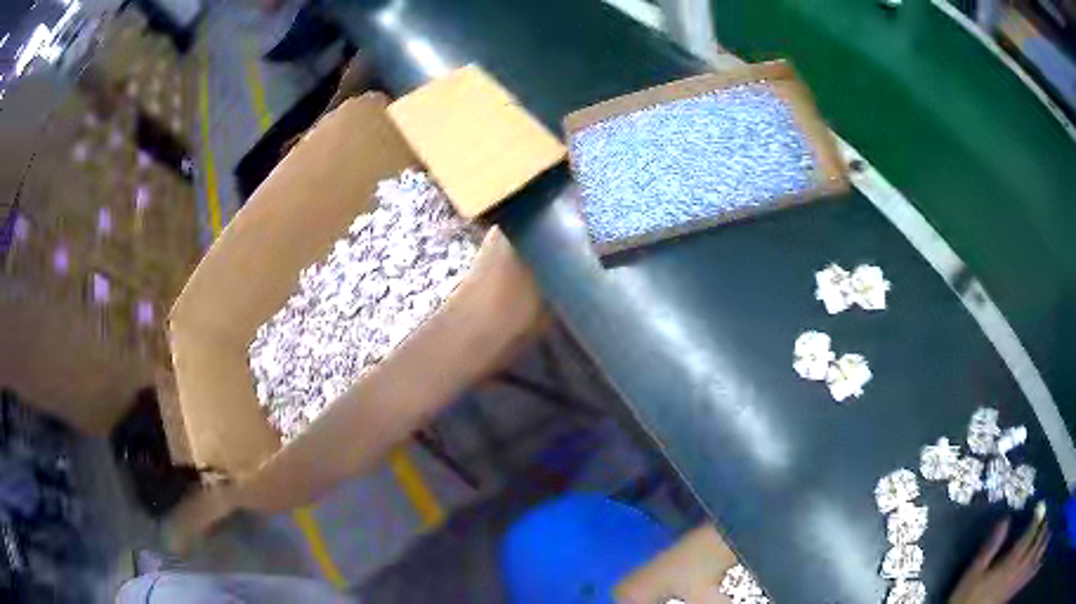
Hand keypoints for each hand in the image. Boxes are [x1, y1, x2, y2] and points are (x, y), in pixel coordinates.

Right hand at [949, 516, 1048, 603]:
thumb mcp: (970, 579)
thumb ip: (987, 551)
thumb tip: (1004, 520)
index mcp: (1008, 565)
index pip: (1029, 533)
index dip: (1037, 517)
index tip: (1040, 508)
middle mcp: (1015, 572)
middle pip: (1035, 543)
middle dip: (1041, 528)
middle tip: (1044, 521)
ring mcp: (1011, 585)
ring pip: (1029, 556)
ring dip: (1036, 541)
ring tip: (1039, 536)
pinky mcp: (1005, 597)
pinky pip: (1019, 575)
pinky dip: (1025, 564)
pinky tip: (1025, 564)